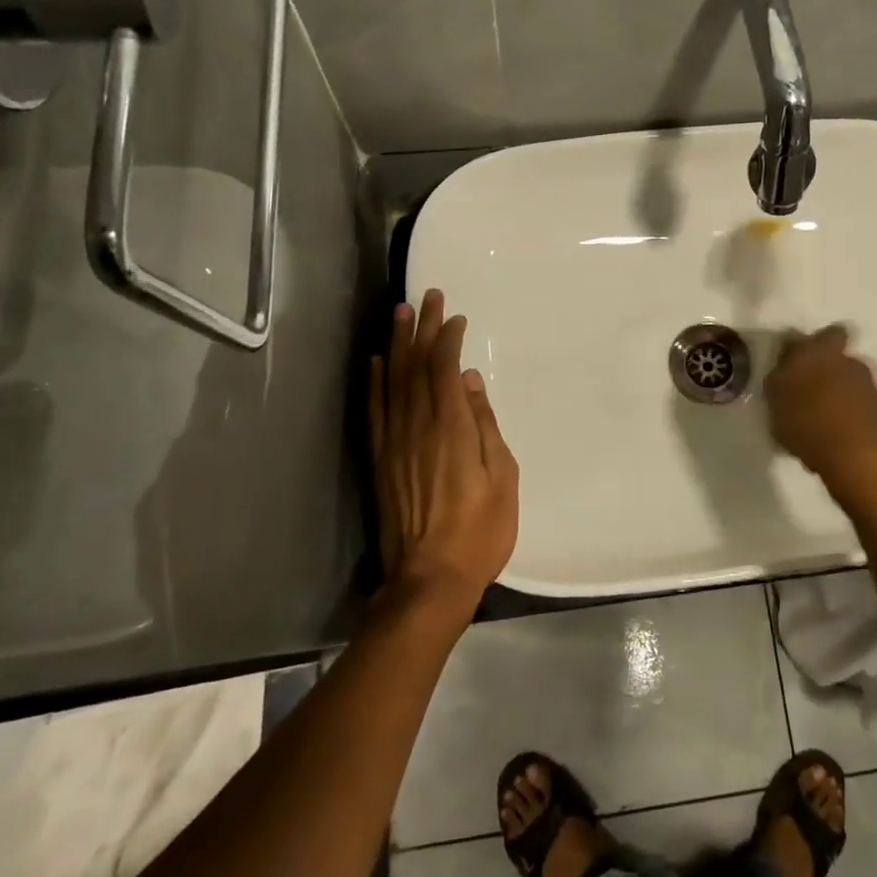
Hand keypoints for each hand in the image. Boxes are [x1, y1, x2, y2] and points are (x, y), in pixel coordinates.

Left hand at [370, 289, 519, 620]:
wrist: (428, 581)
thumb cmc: (479, 532)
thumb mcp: (502, 479)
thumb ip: (485, 426)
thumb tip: (471, 382)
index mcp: (451, 428)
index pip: (444, 369)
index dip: (447, 338)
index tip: (455, 316)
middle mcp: (416, 427)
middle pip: (415, 366)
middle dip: (421, 328)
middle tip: (426, 296)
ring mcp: (393, 443)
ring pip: (391, 381)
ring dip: (395, 345)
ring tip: (399, 314)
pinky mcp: (380, 460)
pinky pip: (374, 411)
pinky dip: (374, 383)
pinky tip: (374, 363)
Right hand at [765, 325, 876, 511]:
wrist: (855, 455)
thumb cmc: (806, 419)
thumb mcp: (775, 396)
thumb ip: (779, 375)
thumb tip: (784, 366)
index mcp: (820, 350)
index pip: (825, 333)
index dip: (814, 344)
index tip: (799, 360)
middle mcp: (849, 360)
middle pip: (838, 357)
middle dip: (827, 369)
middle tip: (808, 390)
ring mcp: (870, 385)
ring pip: (851, 381)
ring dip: (839, 392)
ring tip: (821, 417)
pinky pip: (860, 405)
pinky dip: (850, 414)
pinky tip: (836, 433)